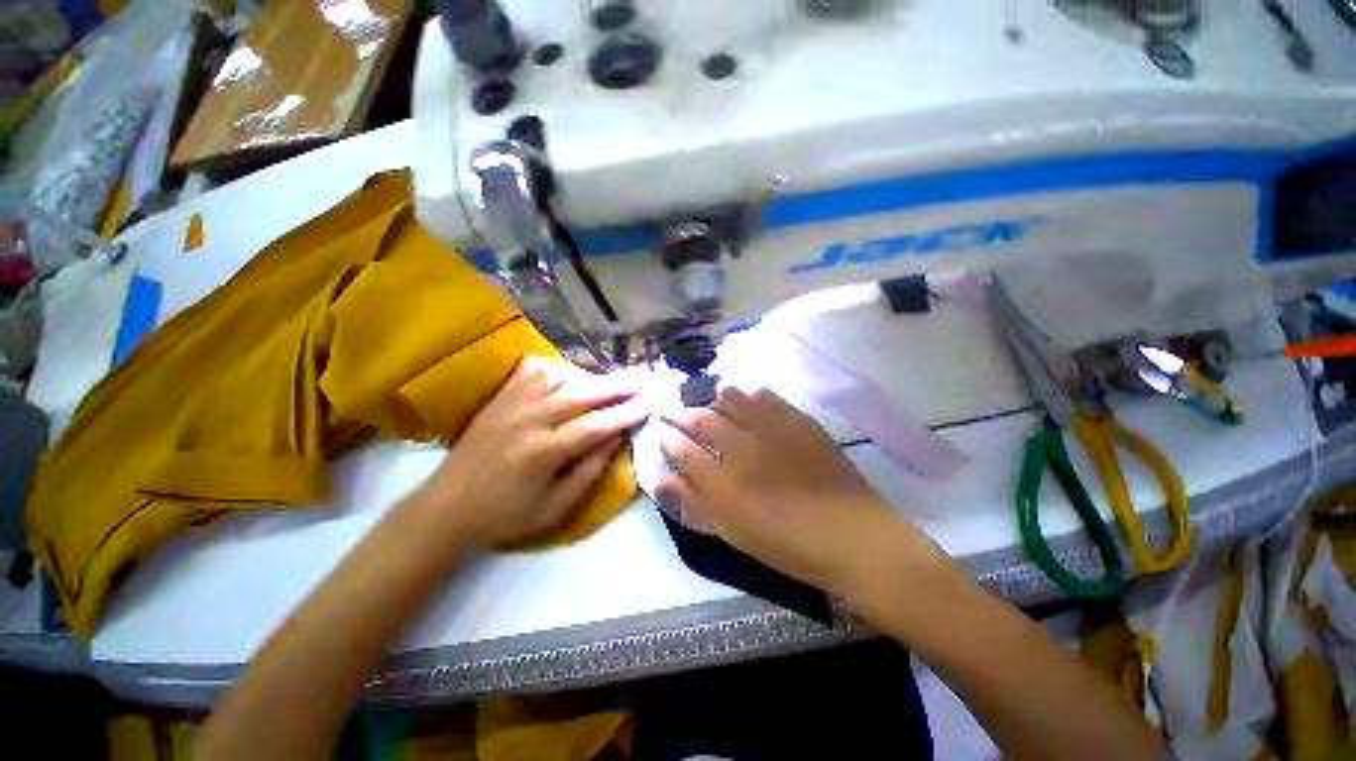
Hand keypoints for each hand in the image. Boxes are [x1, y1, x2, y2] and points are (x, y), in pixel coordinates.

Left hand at [414, 357, 648, 548]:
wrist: (446, 508)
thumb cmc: (504, 516)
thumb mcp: (553, 509)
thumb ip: (588, 473)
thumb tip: (616, 440)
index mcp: (545, 451)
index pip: (597, 425)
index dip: (627, 413)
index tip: (650, 403)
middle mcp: (531, 419)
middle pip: (583, 393)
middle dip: (617, 385)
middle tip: (642, 380)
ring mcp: (512, 404)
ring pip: (560, 377)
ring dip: (590, 377)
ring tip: (612, 380)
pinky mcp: (499, 399)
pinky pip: (530, 371)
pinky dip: (553, 367)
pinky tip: (565, 374)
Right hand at [657, 387, 945, 597]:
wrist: (852, 536)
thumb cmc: (787, 544)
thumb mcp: (733, 532)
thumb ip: (694, 503)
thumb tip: (660, 479)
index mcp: (723, 481)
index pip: (682, 449)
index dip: (667, 437)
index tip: (659, 430)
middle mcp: (742, 447)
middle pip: (701, 420)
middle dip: (681, 413)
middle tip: (672, 410)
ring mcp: (770, 429)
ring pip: (731, 400)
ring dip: (712, 397)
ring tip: (707, 399)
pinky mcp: (796, 420)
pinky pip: (765, 396)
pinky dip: (748, 392)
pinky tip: (744, 394)